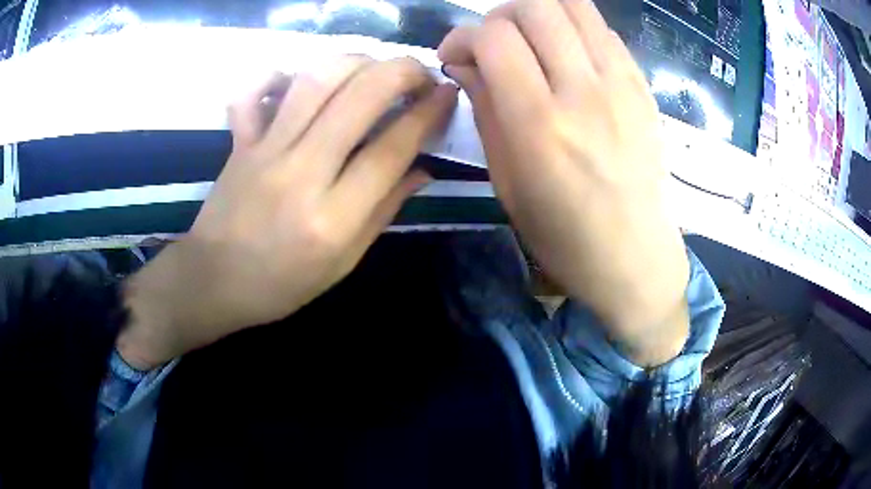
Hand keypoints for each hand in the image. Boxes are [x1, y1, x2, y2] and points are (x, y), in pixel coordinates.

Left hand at [117, 56, 458, 369]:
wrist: (214, 282)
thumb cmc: (282, 283)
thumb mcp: (344, 262)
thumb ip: (384, 211)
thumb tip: (423, 169)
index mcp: (331, 218)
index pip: (390, 149)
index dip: (427, 114)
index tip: (446, 95)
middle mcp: (300, 173)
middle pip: (359, 98)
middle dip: (401, 72)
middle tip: (421, 73)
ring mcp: (264, 151)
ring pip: (315, 80)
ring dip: (355, 61)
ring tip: (376, 67)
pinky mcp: (239, 141)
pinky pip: (255, 92)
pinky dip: (278, 73)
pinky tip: (300, 78)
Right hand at [439, 0, 688, 365]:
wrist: (635, 255)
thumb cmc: (564, 234)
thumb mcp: (507, 182)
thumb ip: (485, 109)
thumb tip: (463, 63)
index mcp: (539, 124)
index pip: (493, 38)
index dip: (463, 35)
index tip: (456, 56)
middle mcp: (582, 91)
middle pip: (534, 7)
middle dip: (499, 16)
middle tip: (494, 43)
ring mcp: (619, 83)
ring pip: (574, 5)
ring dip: (539, 10)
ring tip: (530, 37)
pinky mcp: (641, 85)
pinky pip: (602, 28)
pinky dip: (574, 27)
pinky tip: (567, 53)